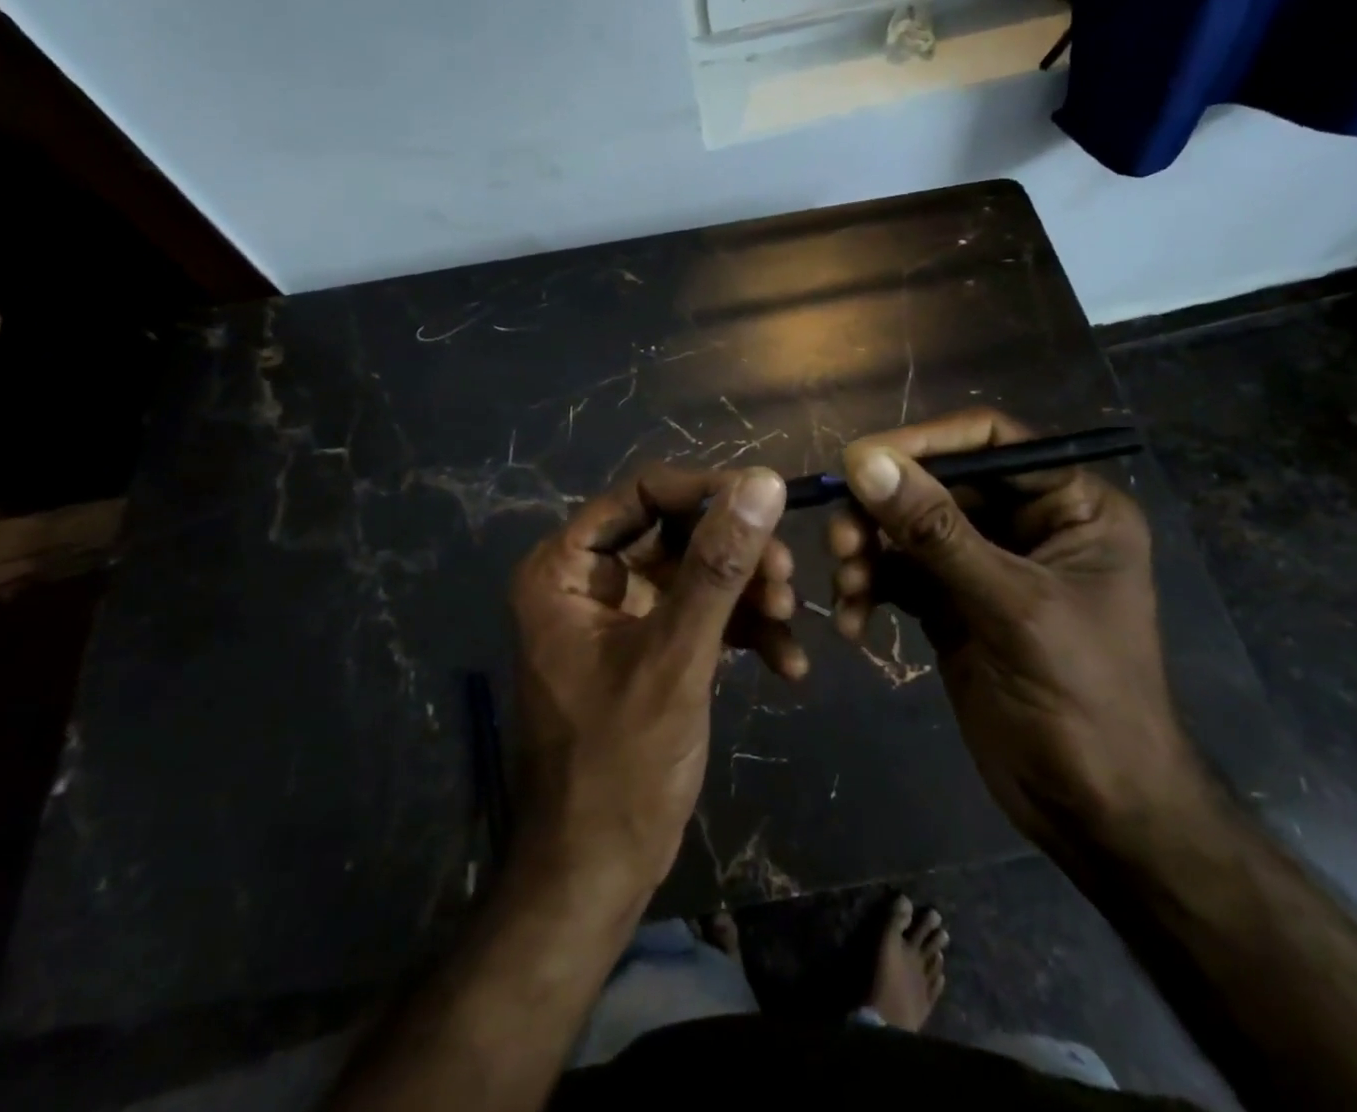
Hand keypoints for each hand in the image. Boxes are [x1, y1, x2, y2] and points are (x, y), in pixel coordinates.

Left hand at [508, 465, 789, 908]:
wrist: (597, 874)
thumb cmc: (619, 765)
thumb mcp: (675, 658)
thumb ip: (718, 567)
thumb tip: (762, 482)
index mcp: (566, 568)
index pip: (643, 493)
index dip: (707, 492)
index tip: (769, 502)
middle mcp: (590, 580)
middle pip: (677, 532)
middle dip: (737, 554)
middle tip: (787, 578)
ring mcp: (623, 614)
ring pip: (698, 573)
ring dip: (748, 594)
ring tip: (790, 622)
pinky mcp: (653, 647)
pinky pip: (704, 616)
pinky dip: (745, 633)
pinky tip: (788, 664)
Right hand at [827, 409, 1197, 854]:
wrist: (1095, 813)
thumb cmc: (1083, 699)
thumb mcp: (1010, 606)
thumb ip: (936, 531)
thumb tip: (863, 460)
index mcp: (1069, 505)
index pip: (988, 441)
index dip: (923, 443)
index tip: (859, 461)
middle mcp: (1026, 523)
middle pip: (936, 485)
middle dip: (884, 511)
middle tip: (841, 540)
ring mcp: (985, 565)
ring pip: (908, 530)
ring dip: (869, 552)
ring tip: (847, 587)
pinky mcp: (952, 604)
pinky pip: (898, 575)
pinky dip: (870, 590)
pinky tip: (854, 623)